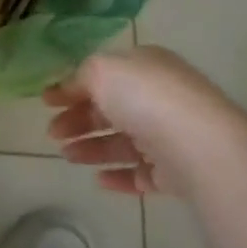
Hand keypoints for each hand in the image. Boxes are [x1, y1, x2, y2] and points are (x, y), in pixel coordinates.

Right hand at [44, 46, 241, 194]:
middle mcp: (158, 97)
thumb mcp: (103, 70)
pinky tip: (98, 180)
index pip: (103, 75)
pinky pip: (142, 173)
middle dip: (79, 120)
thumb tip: (71, 88)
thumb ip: (82, 76)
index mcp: (145, 66)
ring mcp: (169, 135)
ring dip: (92, 147)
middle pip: (111, 109)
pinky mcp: (177, 171)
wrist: (200, 145)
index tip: (46, 103)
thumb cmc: (146, 97)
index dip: (73, 87)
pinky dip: (119, 175)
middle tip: (53, 134)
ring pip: (123, 142)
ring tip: (68, 157)